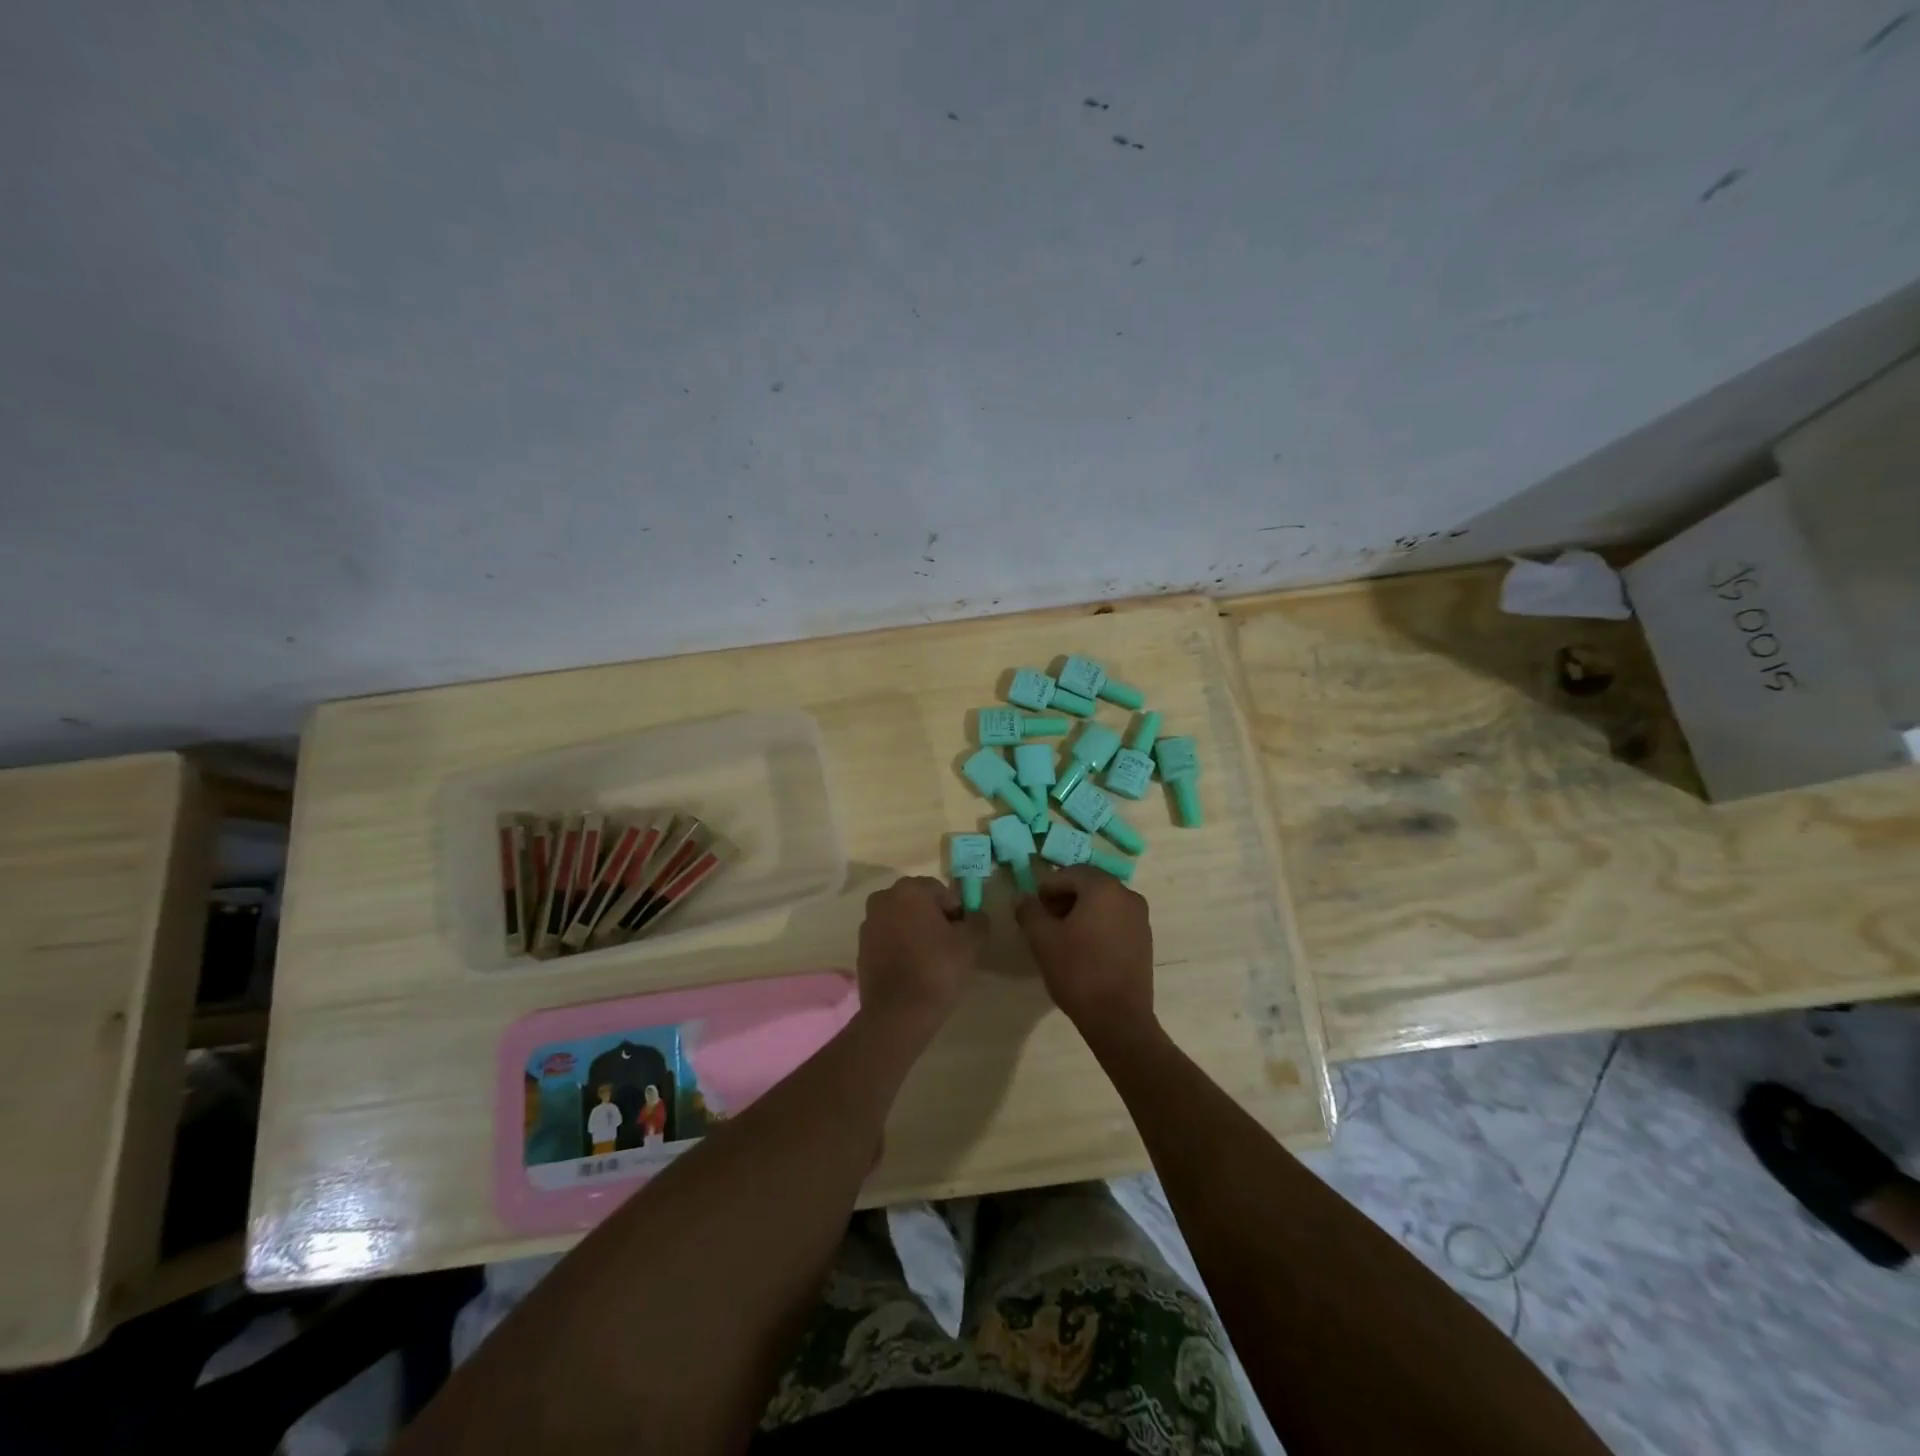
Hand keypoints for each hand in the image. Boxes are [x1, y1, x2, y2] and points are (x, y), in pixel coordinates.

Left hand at [856, 876, 986, 1037]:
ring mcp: (868, 923)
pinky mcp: (861, 947)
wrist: (898, 1013)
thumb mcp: (970, 943)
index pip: (941, 892)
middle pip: (919, 903)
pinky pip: (888, 938)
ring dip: (916, 931)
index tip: (962, 936)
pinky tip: (912, 968)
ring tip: (931, 959)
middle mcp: (883, 898)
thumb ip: (977, 921)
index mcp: (909, 890)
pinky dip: (901, 946)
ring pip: (902, 920)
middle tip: (949, 947)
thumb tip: (974, 916)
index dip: (956, 912)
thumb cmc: (937, 969)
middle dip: (934, 919)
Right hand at [1015, 866, 1154, 1046]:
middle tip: (1045, 922)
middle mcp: (1127, 895)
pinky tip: (1084, 949)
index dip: (1047, 888)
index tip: (1034, 911)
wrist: (1118, 1018)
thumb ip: (1029, 911)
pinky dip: (1098, 924)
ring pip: (1103, 902)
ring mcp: (1140, 917)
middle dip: (1064, 898)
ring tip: (1063, 937)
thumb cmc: (1078, 972)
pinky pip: (1116, 919)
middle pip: (1088, 885)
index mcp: (1103, 888)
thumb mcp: (1042, 939)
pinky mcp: (1145, 938)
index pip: (1069, 873)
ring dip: (1081, 911)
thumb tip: (1023, 898)